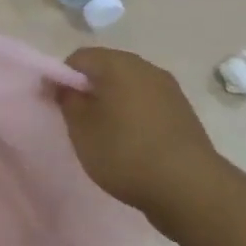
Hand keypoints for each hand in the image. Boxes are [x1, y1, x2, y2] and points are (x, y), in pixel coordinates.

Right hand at [56, 48, 231, 219]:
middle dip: (89, 90)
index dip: (62, 78)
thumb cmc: (125, 152)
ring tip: (105, 134)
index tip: (56, 105)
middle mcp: (146, 68)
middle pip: (107, 68)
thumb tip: (62, 83)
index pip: (79, 57)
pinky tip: (132, 143)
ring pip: (129, 86)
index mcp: (119, 64)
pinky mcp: (183, 112)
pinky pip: (148, 103)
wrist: (190, 187)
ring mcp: (169, 89)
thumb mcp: (82, 129)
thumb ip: (67, 100)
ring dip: (113, 103)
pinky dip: (134, 115)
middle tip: (78, 121)